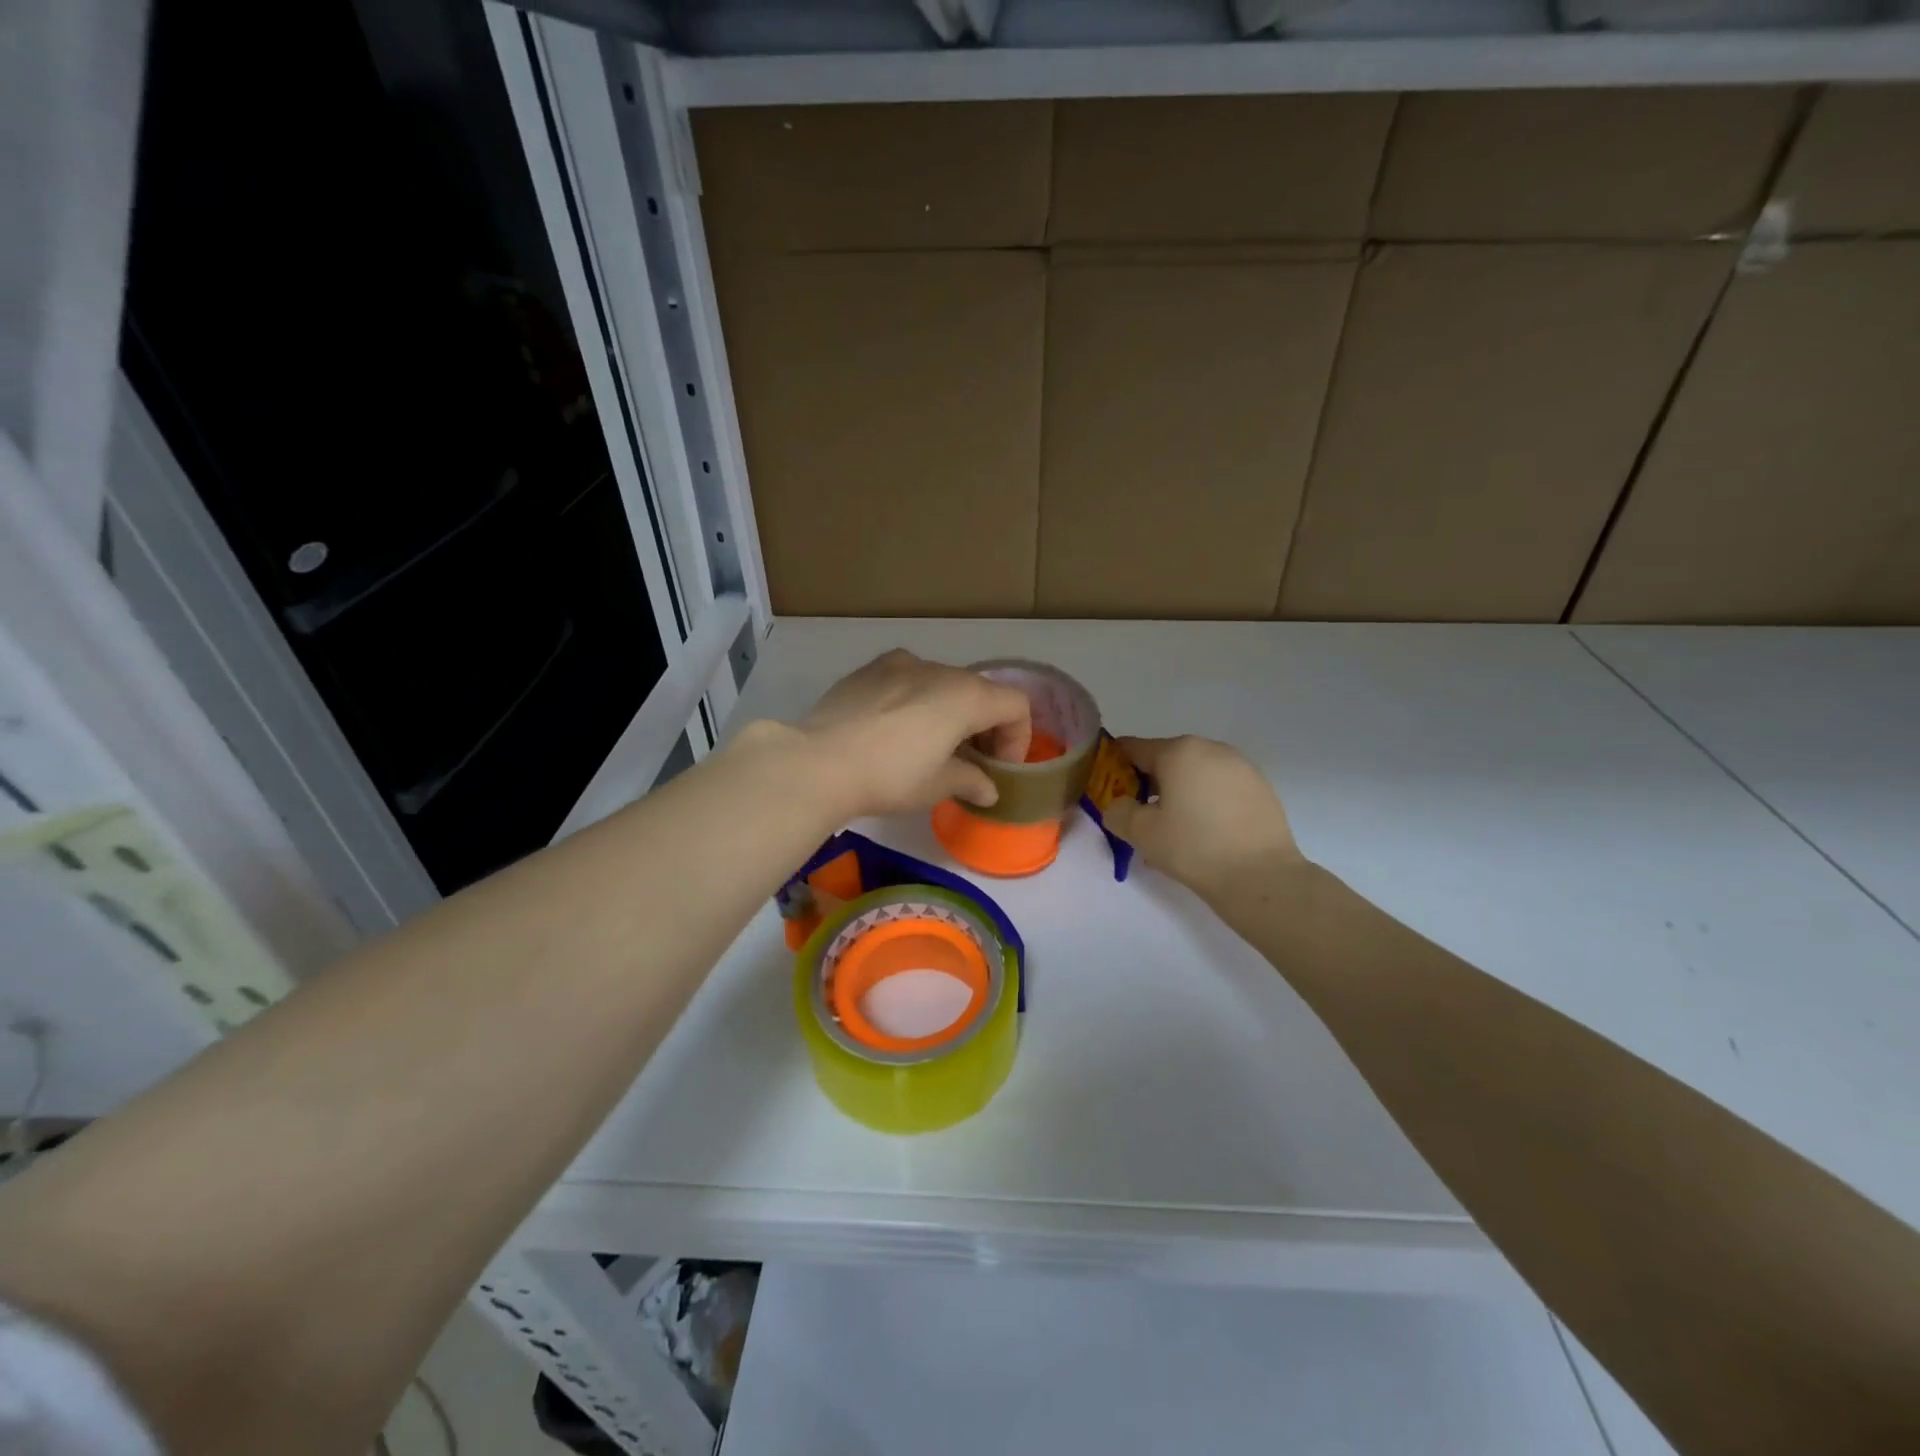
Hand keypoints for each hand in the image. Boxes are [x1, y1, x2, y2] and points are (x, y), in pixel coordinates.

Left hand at [795, 650, 1031, 817]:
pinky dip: (916, 700)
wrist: (818, 762)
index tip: (998, 770)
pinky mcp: (869, 669)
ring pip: (942, 683)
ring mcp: (901, 664)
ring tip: (931, 746)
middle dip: (985, 726)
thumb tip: (988, 790)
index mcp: (966, 695)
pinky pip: (907, 679)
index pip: (1016, 705)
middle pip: (980, 692)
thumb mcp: (937, 785)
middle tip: (970, 762)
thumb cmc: (890, 776)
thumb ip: (971, 781)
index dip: (1017, 739)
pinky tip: (894, 729)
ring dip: (950, 712)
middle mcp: (939, 669)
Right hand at [1102, 736, 1303, 894]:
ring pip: (1195, 776)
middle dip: (1148, 786)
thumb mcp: (1141, 833)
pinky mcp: (1261, 788)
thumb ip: (1117, 812)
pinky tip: (1204, 837)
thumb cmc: (1194, 848)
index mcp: (1179, 751)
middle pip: (1166, 760)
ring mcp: (1241, 767)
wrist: (1262, 878)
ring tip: (1173, 834)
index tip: (1108, 793)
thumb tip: (1119, 805)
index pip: (1133, 748)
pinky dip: (1205, 804)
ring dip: (1178, 796)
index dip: (1114, 767)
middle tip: (1141, 820)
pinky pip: (1220, 789)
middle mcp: (1211, 749)